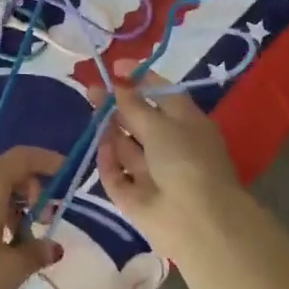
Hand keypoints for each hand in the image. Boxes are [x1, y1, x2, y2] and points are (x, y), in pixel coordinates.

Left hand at [0, 145, 65, 288]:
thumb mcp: (11, 270)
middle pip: (8, 173)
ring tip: (27, 240)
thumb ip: (36, 252)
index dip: (47, 160)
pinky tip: (3, 248)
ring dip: (16, 207)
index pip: (22, 158)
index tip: (68, 173)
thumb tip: (53, 247)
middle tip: (48, 217)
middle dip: (33, 189)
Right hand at [91, 61, 245, 264]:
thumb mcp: (160, 124)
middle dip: (117, 104)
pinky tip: (103, 148)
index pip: (162, 94)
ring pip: (126, 146)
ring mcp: (152, 172)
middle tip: (92, 90)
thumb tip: (119, 84)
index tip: (115, 67)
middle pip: (139, 119)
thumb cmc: (186, 160)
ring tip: (92, 111)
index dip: (140, 79)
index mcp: (187, 123)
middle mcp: (170, 145)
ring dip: (110, 129)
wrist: (197, 221)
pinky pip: (117, 174)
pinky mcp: (135, 196)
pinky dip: (109, 161)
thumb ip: (133, 105)